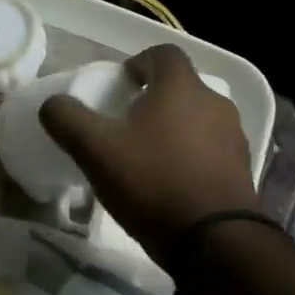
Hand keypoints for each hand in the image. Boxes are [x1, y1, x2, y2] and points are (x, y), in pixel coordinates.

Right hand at [39, 44, 259, 265]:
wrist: (215, 241)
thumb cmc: (153, 182)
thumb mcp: (96, 150)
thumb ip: (68, 120)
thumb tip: (52, 104)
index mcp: (182, 87)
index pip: (164, 53)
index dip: (140, 62)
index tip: (122, 83)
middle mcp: (215, 103)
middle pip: (182, 87)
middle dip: (155, 98)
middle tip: (127, 122)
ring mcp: (234, 137)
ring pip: (199, 119)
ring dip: (175, 128)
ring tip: (148, 155)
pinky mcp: (242, 170)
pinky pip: (211, 149)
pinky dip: (191, 155)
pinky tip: (171, 182)